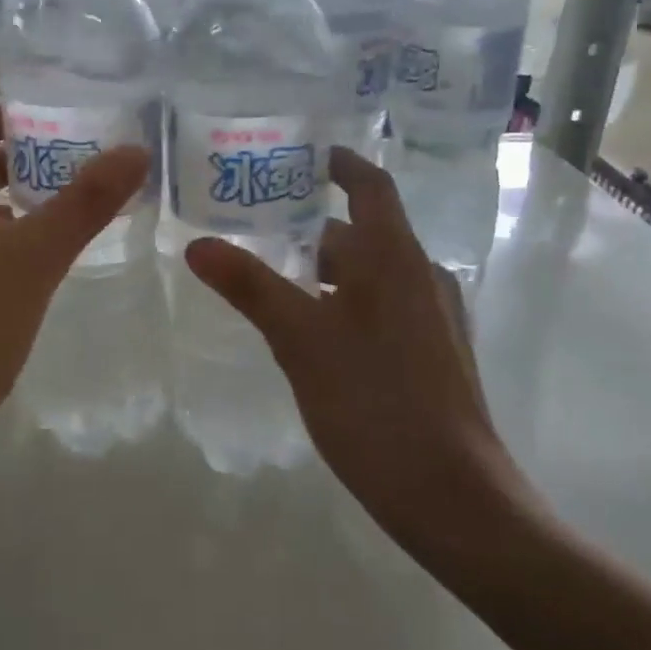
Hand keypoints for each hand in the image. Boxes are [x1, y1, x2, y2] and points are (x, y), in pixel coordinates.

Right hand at [184, 148, 535, 560]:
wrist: (453, 496)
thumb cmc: (374, 401)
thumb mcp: (300, 340)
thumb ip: (250, 286)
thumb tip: (197, 245)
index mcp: (395, 257)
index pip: (370, 186)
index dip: (340, 163)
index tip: (303, 153)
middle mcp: (421, 276)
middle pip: (366, 231)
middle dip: (316, 224)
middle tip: (261, 224)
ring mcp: (433, 318)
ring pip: (374, 274)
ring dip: (329, 268)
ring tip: (277, 277)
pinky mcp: (433, 355)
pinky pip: (384, 306)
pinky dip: (346, 301)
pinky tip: (314, 332)